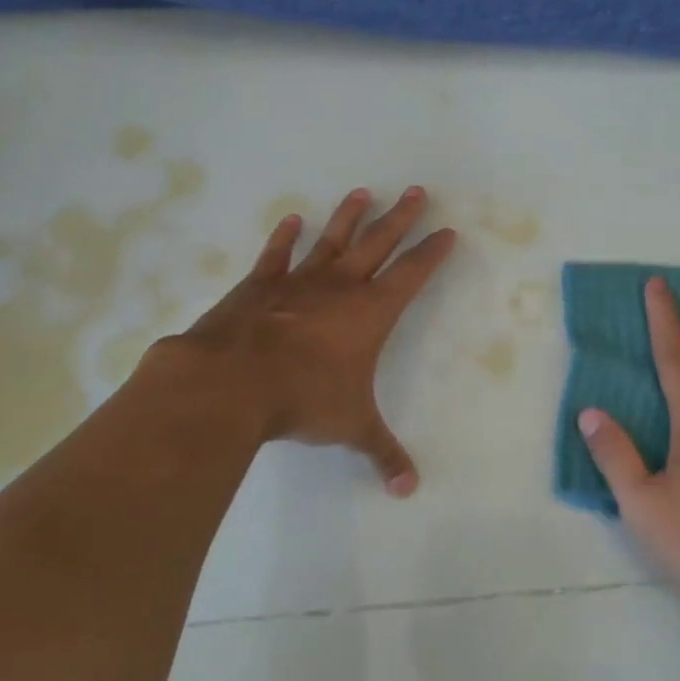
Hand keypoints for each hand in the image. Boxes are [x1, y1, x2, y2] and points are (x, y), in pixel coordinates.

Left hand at [149, 186, 456, 495]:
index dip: (432, 253)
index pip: (412, 274)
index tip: (447, 231)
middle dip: (400, 218)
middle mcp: (340, 287)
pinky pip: (276, 256)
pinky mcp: (259, 286)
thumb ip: (382, 453)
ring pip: (332, 240)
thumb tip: (409, 490)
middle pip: (378, 243)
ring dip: (348, 216)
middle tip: (416, 190)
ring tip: (362, 192)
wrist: (233, 383)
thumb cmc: (304, 399)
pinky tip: (291, 220)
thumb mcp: (351, 427)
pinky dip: (284, 237)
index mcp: (371, 313)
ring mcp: (298, 282)